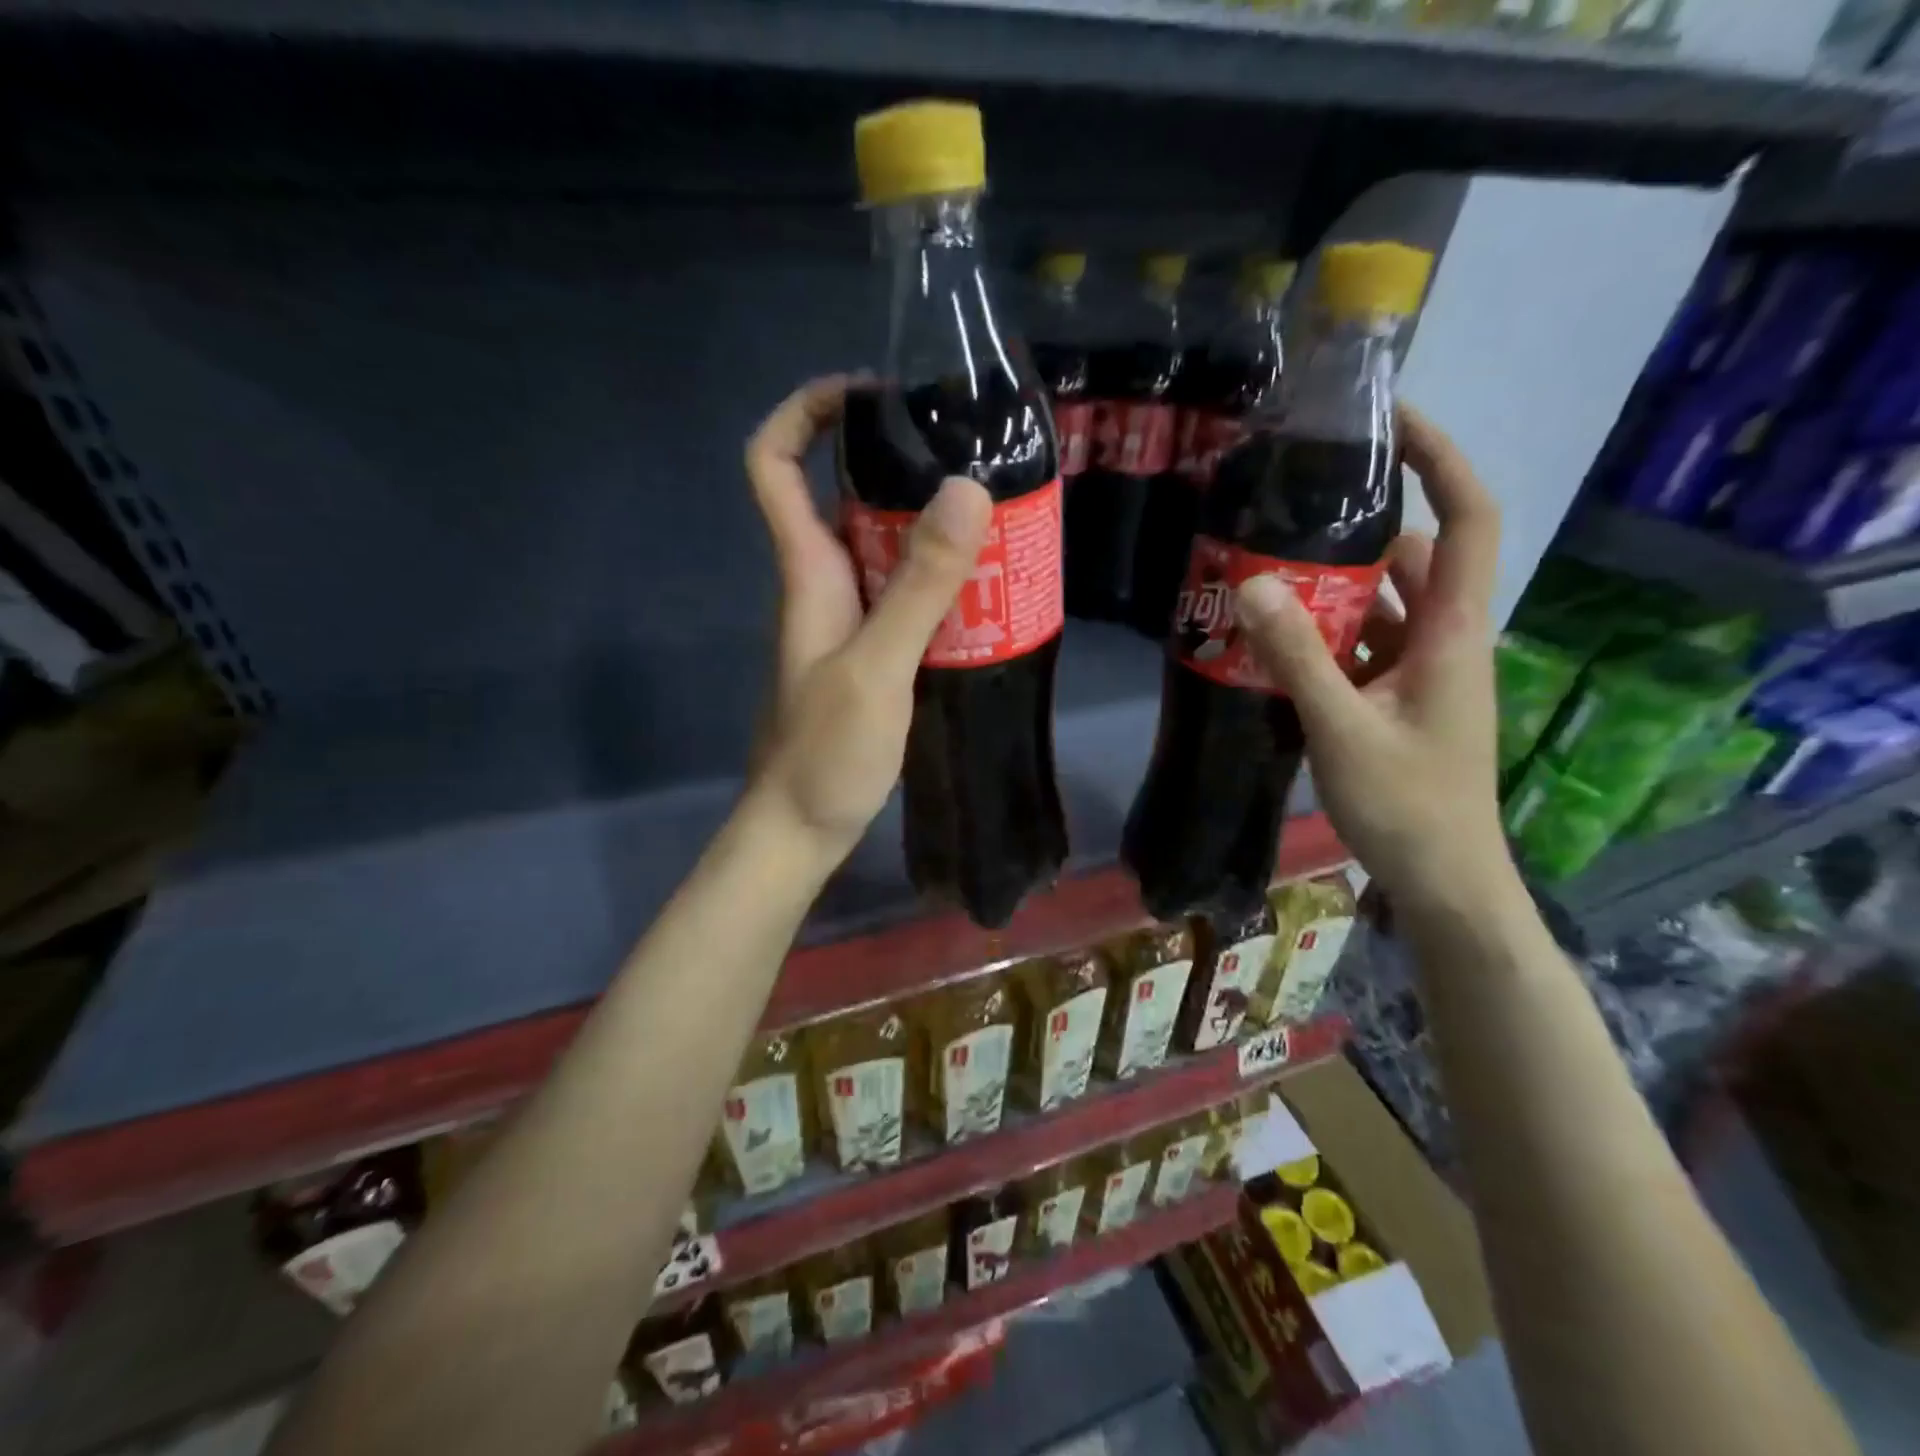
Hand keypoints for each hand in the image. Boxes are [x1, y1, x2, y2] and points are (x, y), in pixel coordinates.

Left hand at [743, 375, 991, 858]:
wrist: (801, 828)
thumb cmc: (824, 754)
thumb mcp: (877, 667)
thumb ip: (919, 586)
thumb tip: (966, 489)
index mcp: (807, 570)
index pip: (773, 464)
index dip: (804, 413)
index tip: (869, 394)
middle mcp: (825, 582)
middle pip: (845, 494)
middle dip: (899, 463)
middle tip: (973, 455)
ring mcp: (849, 620)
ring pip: (884, 547)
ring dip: (931, 525)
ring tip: (997, 513)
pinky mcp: (873, 654)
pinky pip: (906, 596)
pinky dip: (941, 581)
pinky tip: (988, 588)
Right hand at [1232, 406, 1515, 915]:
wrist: (1443, 880)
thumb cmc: (1407, 805)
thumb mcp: (1342, 728)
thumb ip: (1297, 657)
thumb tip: (1253, 582)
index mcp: (1452, 632)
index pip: (1467, 519)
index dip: (1440, 459)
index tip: (1390, 420)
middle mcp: (1443, 638)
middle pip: (1413, 556)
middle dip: (1359, 528)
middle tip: (1290, 511)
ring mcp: (1420, 671)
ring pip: (1381, 603)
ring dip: (1332, 586)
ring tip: (1266, 569)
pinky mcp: (1397, 698)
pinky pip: (1362, 644)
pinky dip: (1325, 633)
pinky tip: (1273, 640)